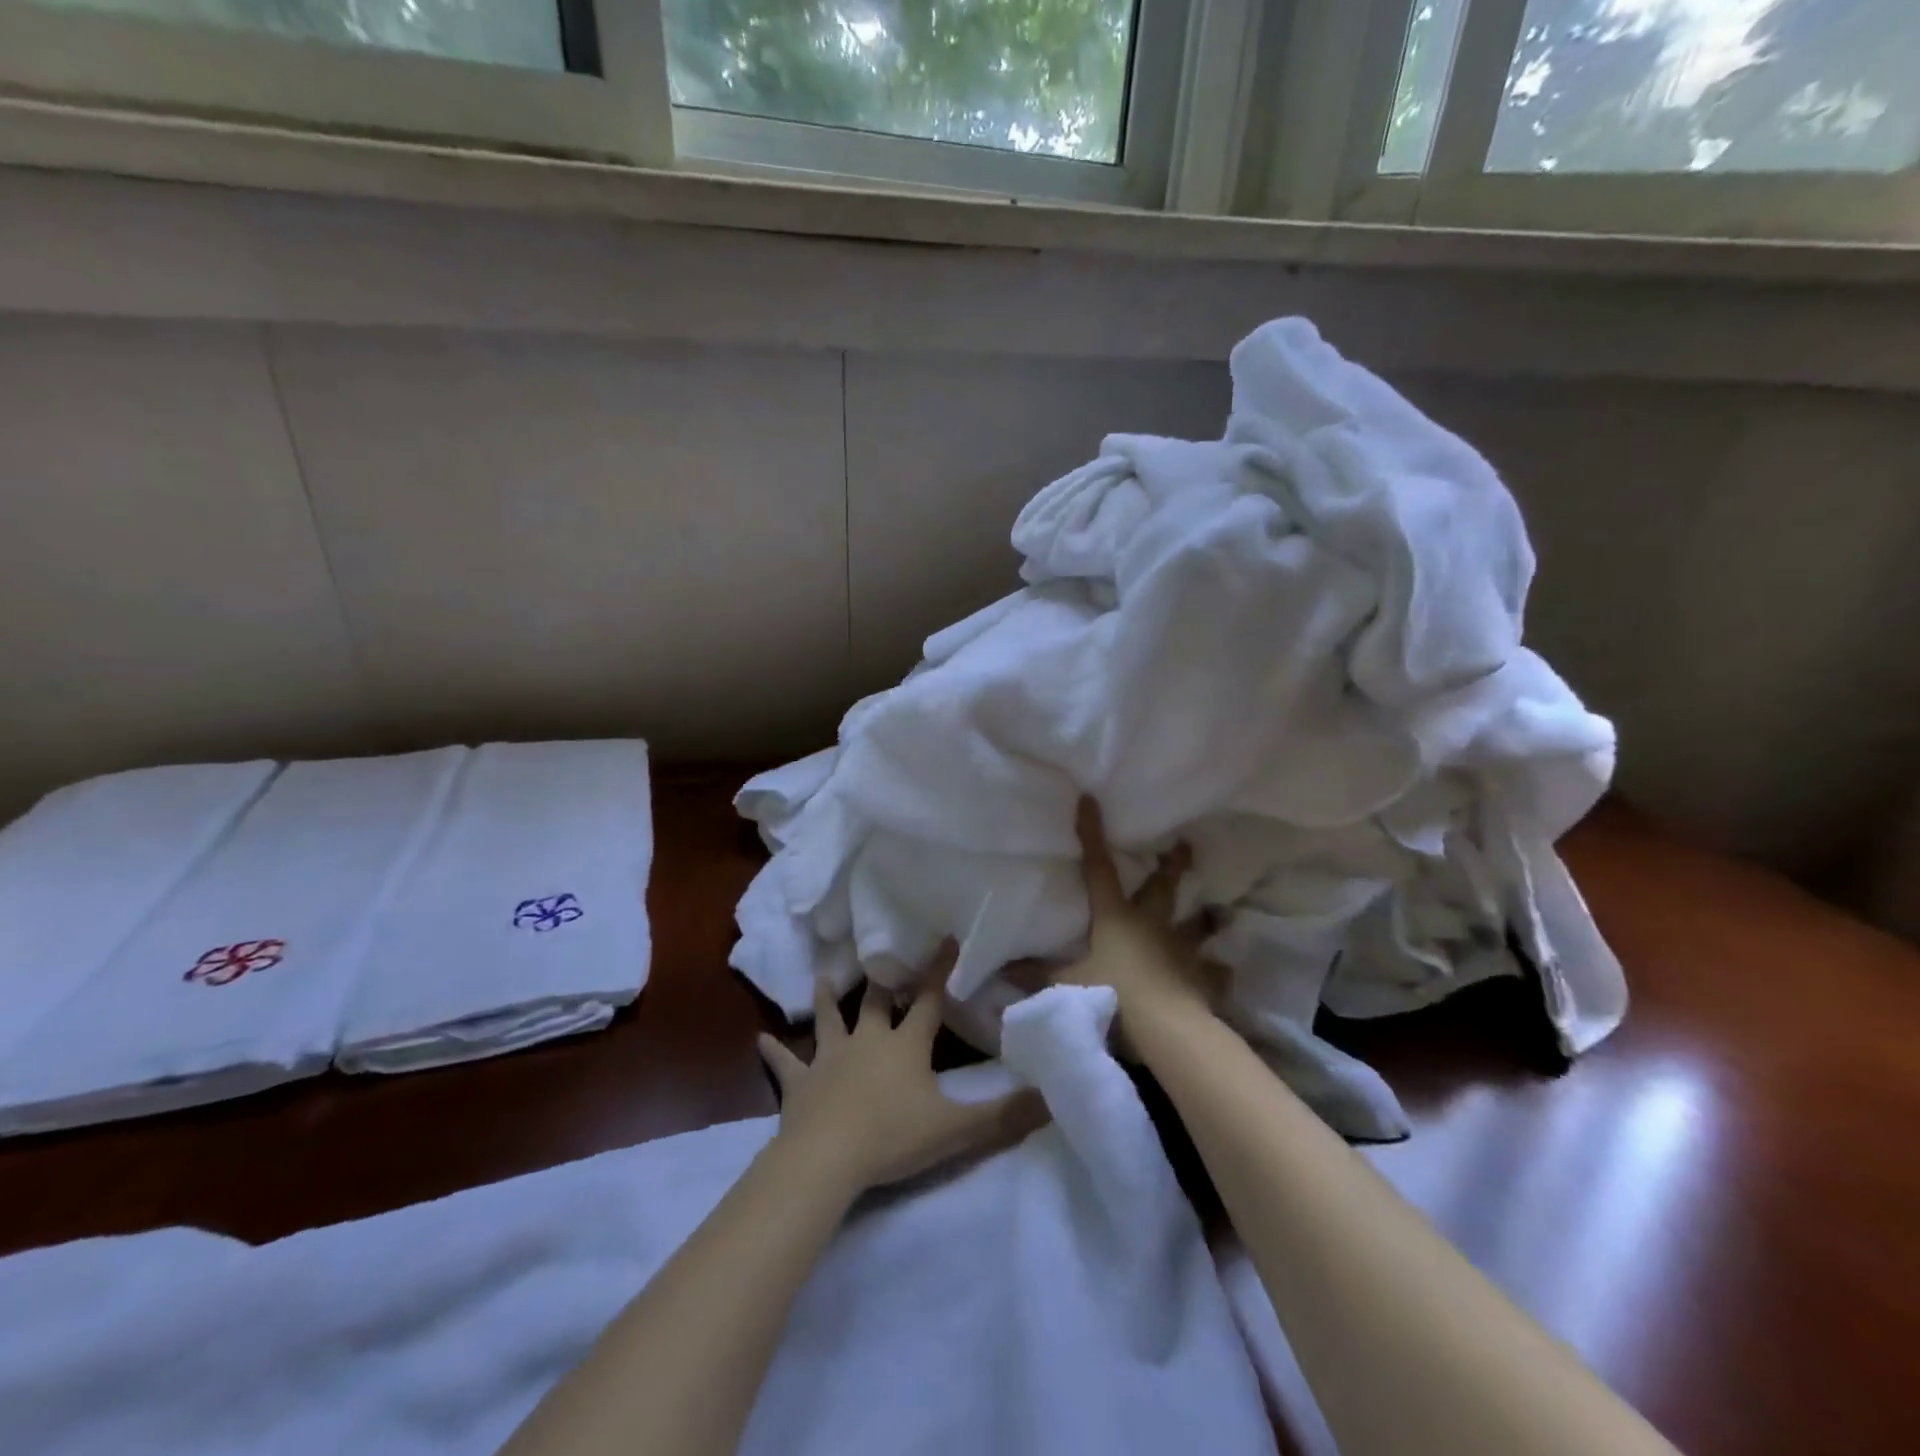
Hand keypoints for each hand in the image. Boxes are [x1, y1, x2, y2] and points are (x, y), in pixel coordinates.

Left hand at [757, 965, 1048, 1195]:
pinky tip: (759, 1040)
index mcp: (905, 1045)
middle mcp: (868, 1041)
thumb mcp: (956, 1129)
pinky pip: (785, 1064)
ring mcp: (830, 1059)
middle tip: (883, 956)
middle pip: (877, 1003)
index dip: (940, 971)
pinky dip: (774, 1053)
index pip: (930, 1001)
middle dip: (884, 981)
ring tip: (823, 977)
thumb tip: (1052, 1098)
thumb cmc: (893, 1137)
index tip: (947, 938)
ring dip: (828, 1000)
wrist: (827, 1159)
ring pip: (829, 1020)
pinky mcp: (799, 1084)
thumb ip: (1004, 1115)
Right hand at [1056, 796, 1224, 1053]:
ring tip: (1215, 913)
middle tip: (1184, 845)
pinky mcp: (1204, 980)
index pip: (1099, 868)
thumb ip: (1035, 976)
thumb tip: (1001, 969)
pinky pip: (1214, 973)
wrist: (1166, 1029)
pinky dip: (1216, 972)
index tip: (1091, 800)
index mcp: (1116, 918)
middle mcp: (1153, 925)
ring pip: (1198, 926)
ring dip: (1204, 920)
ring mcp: (1183, 951)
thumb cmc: (1112, 995)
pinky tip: (1220, 971)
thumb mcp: (1065, 986)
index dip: (1092, 834)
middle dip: (1173, 865)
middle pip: (1164, 887)